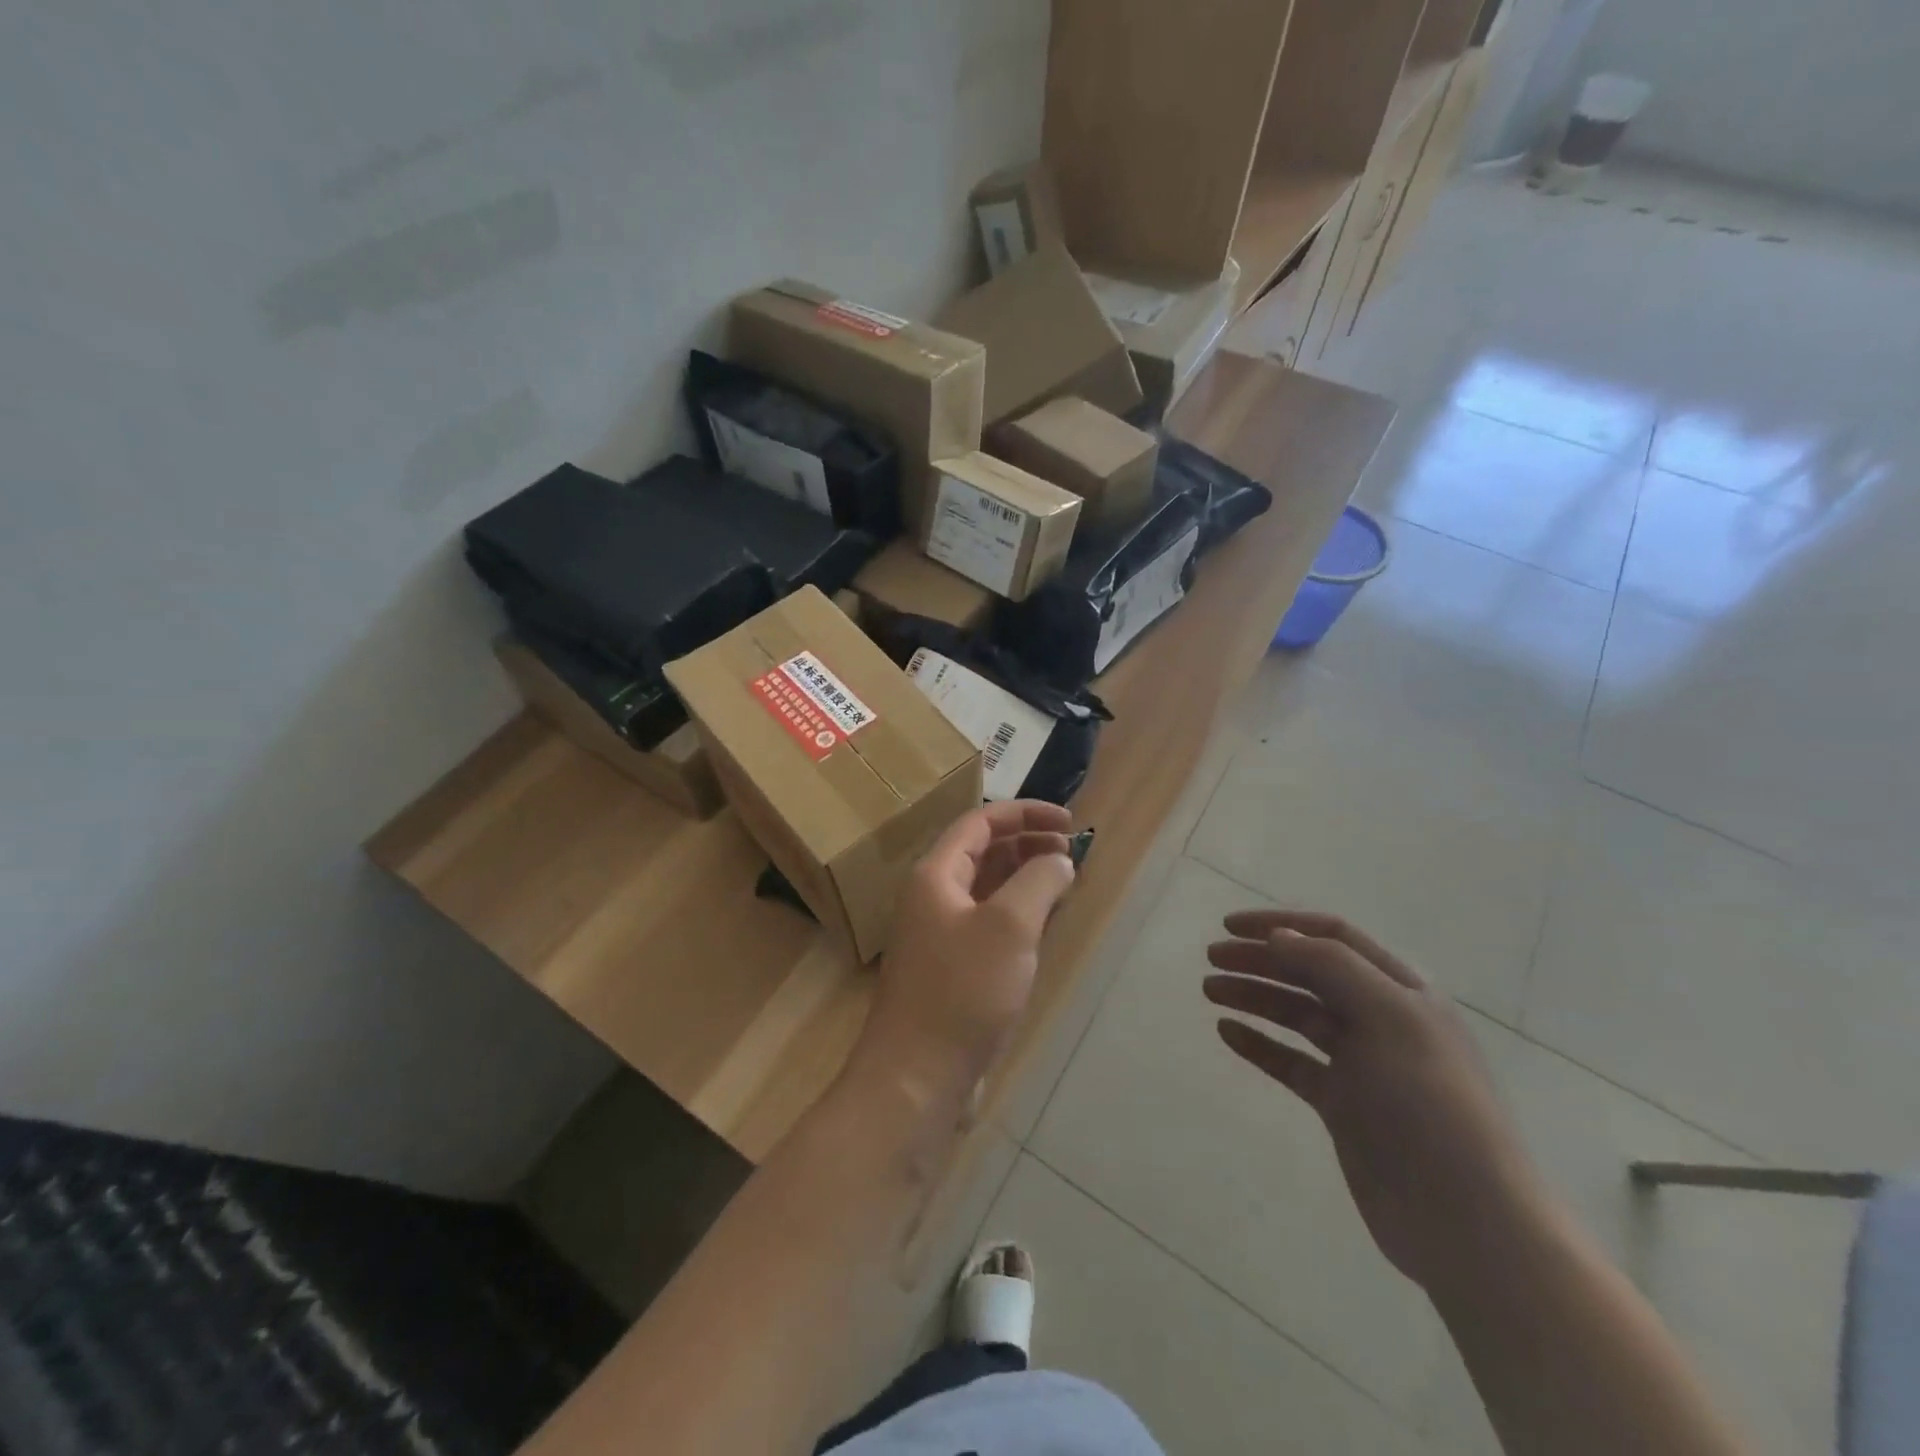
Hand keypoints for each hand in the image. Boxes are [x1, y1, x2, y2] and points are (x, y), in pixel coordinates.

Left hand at [850, 802, 1076, 1107]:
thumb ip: (1039, 882)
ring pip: (988, 889)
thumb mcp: (1009, 928)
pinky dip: (1018, 914)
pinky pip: (989, 924)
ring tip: (1065, 882)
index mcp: (935, 875)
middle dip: (1028, 844)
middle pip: (983, 853)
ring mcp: (941, 935)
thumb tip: (1059, 860)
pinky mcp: (953, 969)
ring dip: (1025, 878)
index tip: (1070, 822)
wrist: (917, 1078)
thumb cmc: (962, 992)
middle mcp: (933, 897)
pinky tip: (1044, 924)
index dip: (1025, 813)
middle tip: (1072, 853)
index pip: (980, 822)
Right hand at [1204, 912, 1544, 1292]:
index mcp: (1401, 991)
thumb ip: (1333, 968)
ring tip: (1209, 991)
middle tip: (1211, 959)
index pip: (1333, 937)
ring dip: (1253, 996)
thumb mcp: (1389, 1018)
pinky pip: (1291, 1062)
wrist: (1466, 1221)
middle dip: (1259, 960)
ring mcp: (1360, 1064)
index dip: (1281, 924)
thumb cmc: (1430, 1105)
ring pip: (1296, 1015)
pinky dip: (1259, 1043)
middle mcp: (1380, 1019)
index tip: (1230, 926)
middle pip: (1309, 973)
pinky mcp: (1342, 1104)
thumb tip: (1280, 936)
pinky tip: (1228, 1033)